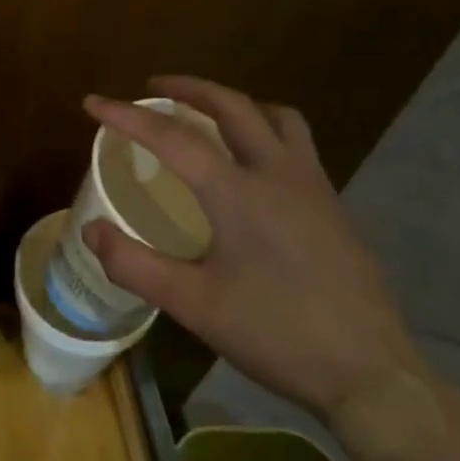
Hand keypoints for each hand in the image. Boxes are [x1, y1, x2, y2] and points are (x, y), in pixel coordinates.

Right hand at [81, 78, 425, 423]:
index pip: (172, 138)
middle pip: (231, 106)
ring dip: (235, 103)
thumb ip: (134, 265)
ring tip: (207, 113)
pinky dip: (264, 130)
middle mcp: (278, 173)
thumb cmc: (275, 334)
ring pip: (275, 117)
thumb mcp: (192, 305)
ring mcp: (313, 186)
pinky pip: (296, 143)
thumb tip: (90, 230)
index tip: (92, 102)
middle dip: (188, 88)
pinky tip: (252, 165)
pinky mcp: (333, 205)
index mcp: (238, 192)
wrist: (368, 372)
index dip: (127, 116)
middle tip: (152, 88)